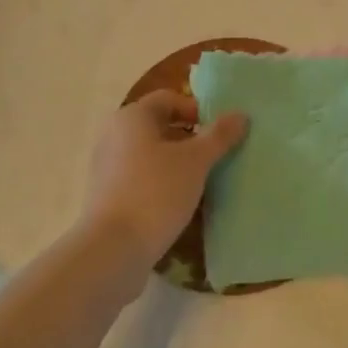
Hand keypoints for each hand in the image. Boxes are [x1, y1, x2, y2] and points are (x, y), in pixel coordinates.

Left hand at [77, 90, 246, 282]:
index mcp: (132, 117)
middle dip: (190, 138)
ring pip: (150, 154)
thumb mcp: (196, 161)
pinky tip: (179, 202)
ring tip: (202, 181)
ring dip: (176, 162)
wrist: (113, 249)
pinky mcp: (106, 194)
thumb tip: (240, 115)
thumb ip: (219, 136)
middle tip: (216, 156)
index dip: (197, 110)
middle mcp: (114, 134)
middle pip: (159, 126)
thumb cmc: (156, 192)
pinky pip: (140, 177)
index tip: (220, 133)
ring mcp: (106, 166)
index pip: (169, 99)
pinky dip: (161, 182)